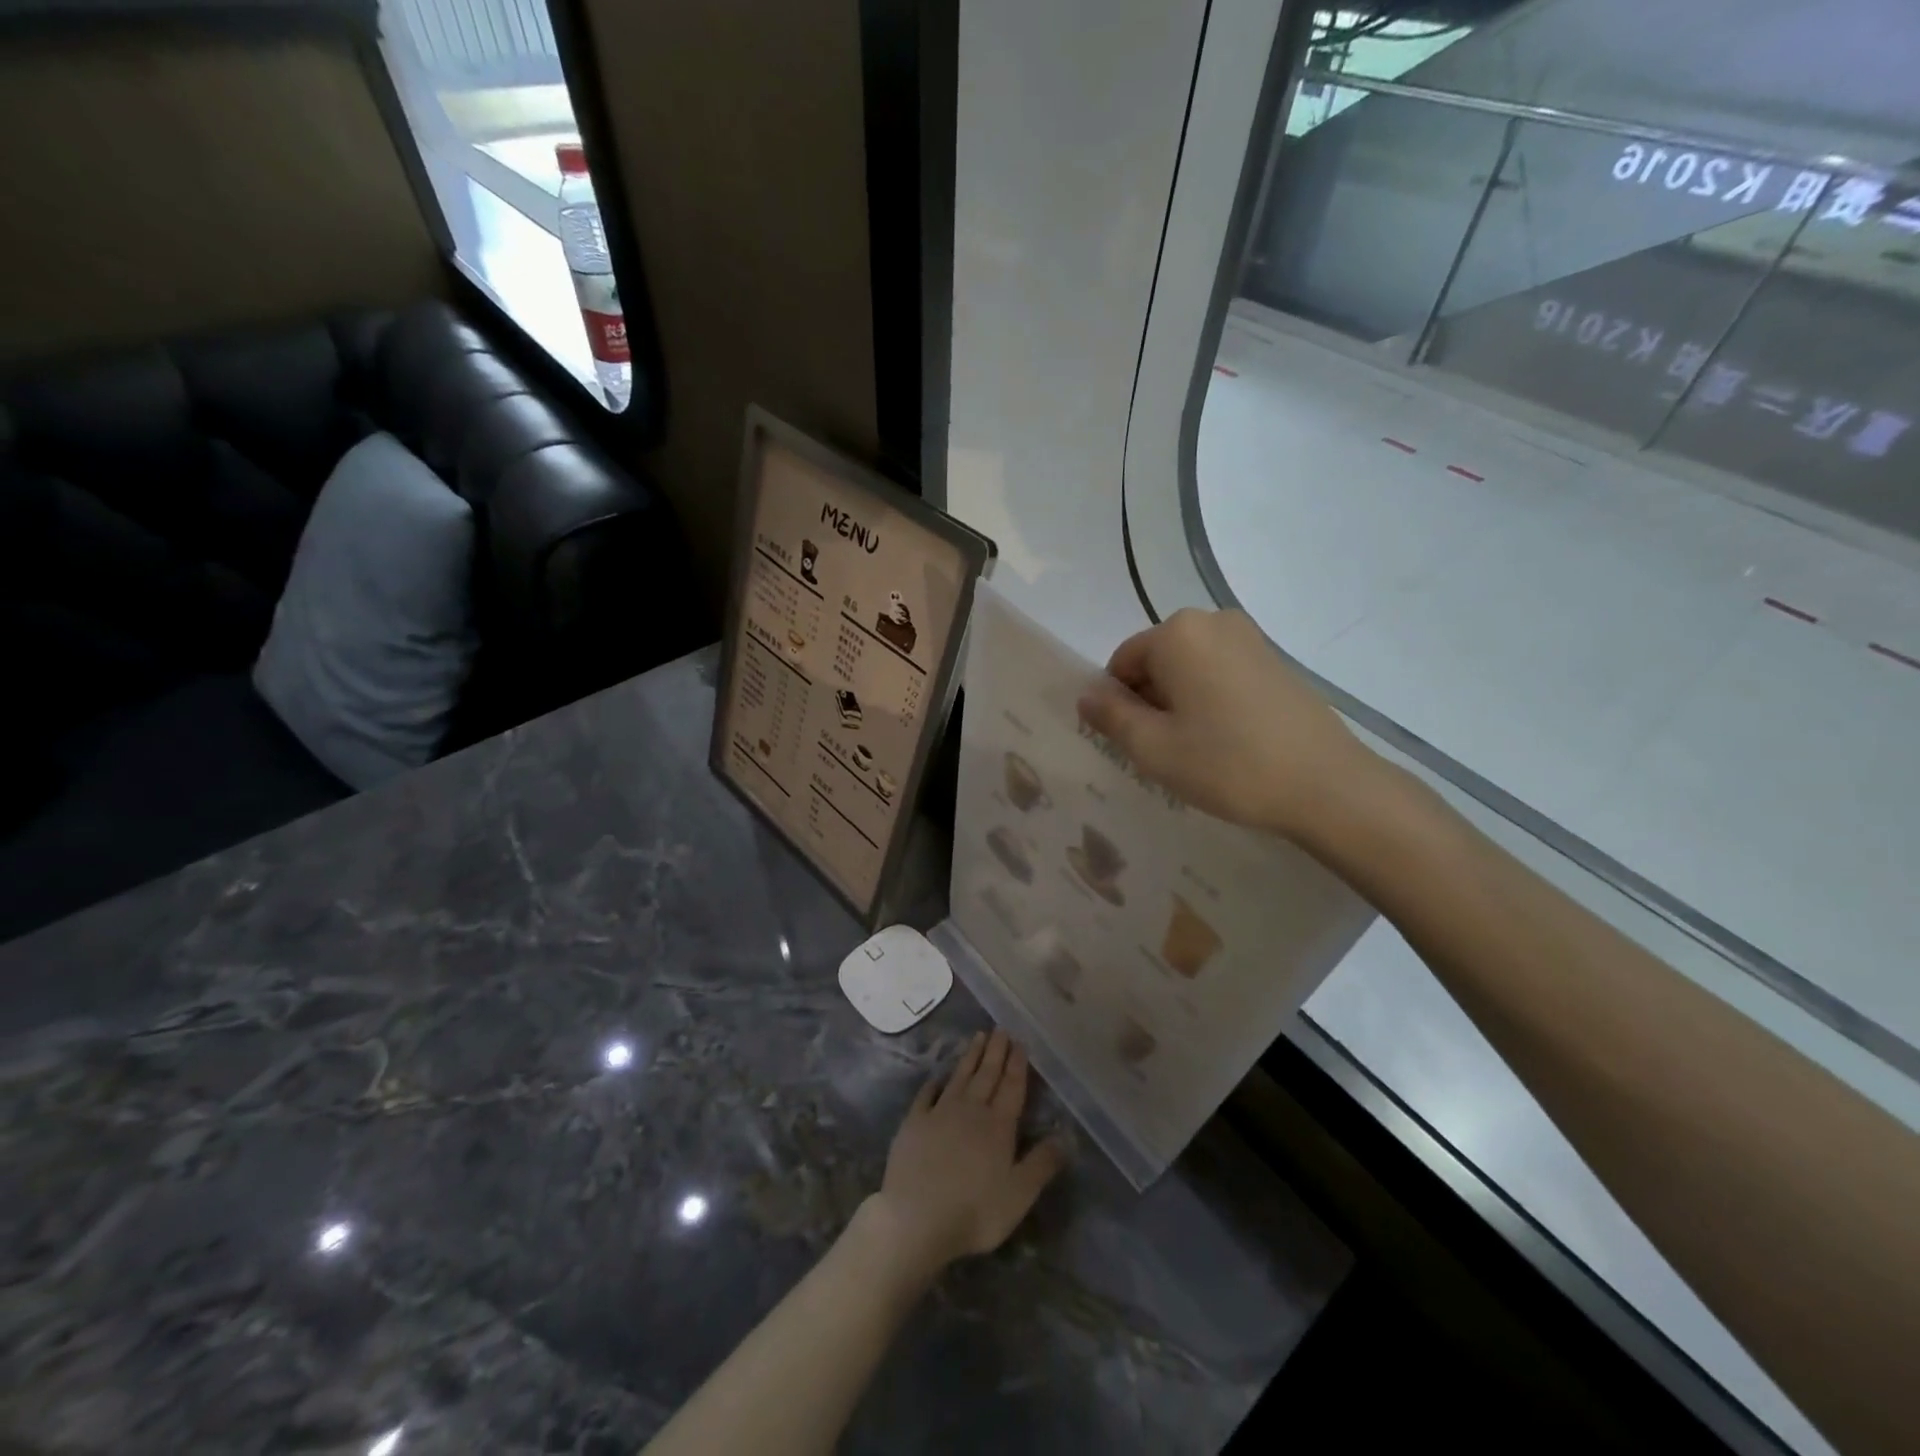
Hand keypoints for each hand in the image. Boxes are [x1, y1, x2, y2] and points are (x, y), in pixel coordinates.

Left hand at [866, 1029, 1064, 1278]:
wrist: (916, 1217)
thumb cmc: (975, 1211)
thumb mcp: (1019, 1194)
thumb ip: (1042, 1163)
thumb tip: (1066, 1136)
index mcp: (998, 1126)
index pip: (1011, 1087)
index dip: (1017, 1065)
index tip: (1020, 1042)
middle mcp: (971, 1110)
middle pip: (986, 1075)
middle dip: (996, 1052)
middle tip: (1001, 1029)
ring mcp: (940, 1113)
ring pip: (960, 1078)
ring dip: (971, 1057)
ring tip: (979, 1037)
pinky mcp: (914, 1123)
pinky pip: (926, 1095)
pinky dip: (934, 1083)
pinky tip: (938, 1077)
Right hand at [1077, 607, 1377, 842]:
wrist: (1326, 785)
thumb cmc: (1227, 764)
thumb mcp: (1153, 748)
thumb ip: (1111, 716)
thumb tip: (1086, 695)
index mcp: (1177, 633)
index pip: (1122, 663)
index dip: (1119, 704)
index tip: (1135, 744)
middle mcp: (1212, 621)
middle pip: (1157, 661)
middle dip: (1150, 701)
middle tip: (1165, 750)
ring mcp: (1250, 638)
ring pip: (1189, 669)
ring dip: (1180, 703)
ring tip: (1198, 749)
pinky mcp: (1275, 660)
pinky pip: (1221, 673)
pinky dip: (1211, 700)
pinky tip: (1228, 740)